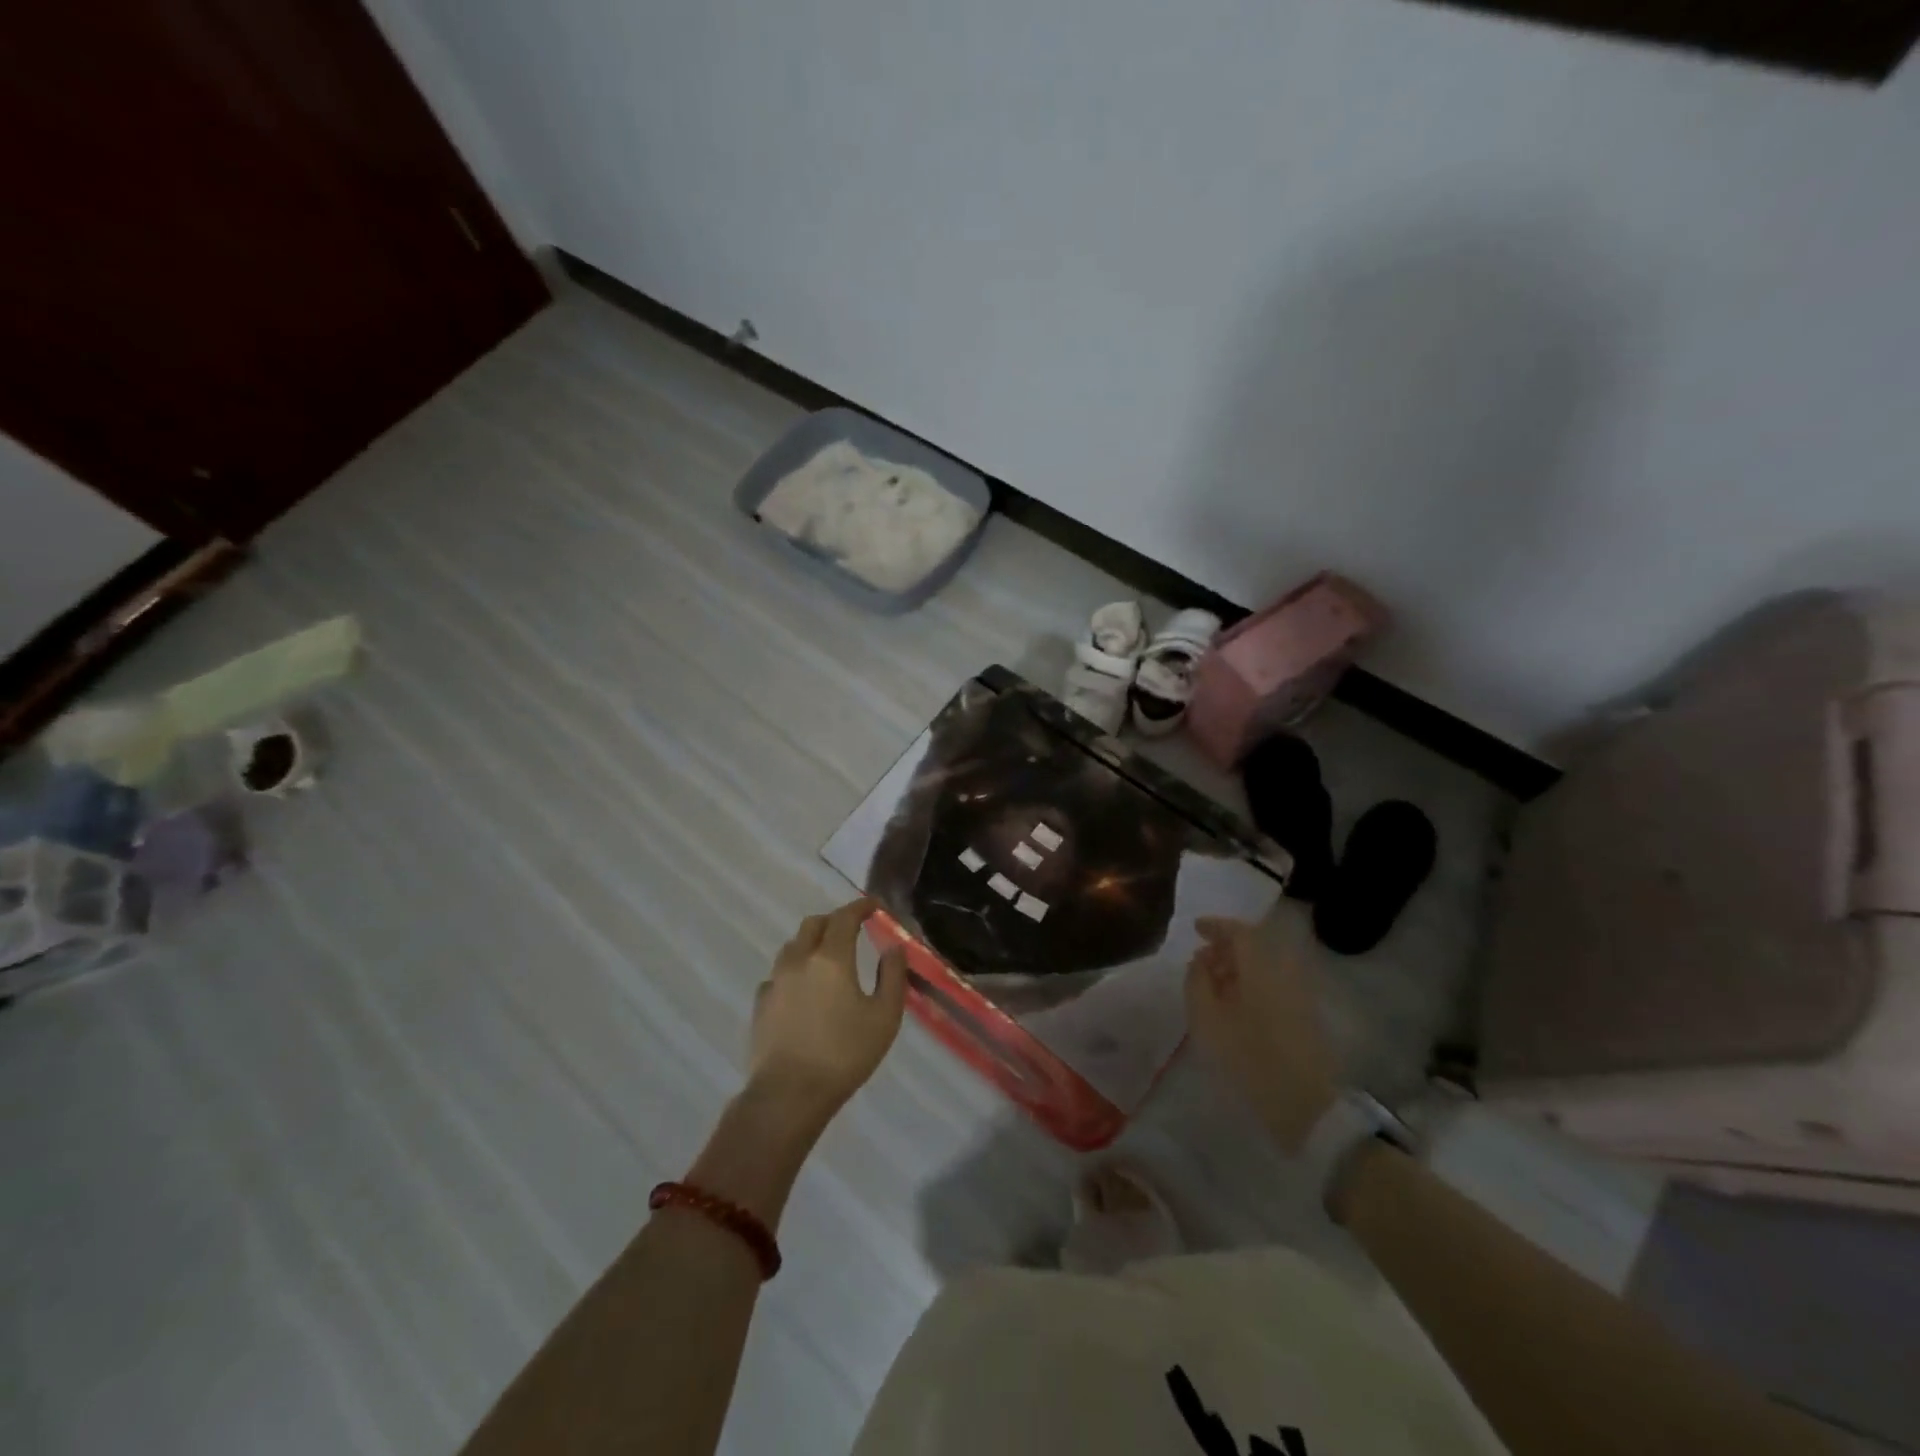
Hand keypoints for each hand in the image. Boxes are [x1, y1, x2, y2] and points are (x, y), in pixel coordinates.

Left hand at [748, 899, 907, 1127]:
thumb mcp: (884, 1017)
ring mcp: (775, 981)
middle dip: (834, 920)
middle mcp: (799, 960)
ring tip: (826, 956)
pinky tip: (801, 989)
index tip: (873, 905)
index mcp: (831, 958)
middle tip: (851, 930)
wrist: (788, 1095)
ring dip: (811, 942)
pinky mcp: (760, 1004)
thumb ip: (892, 976)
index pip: (845, 917)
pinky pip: (777, 974)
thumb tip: (894, 947)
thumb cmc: (844, 1055)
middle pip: (813, 924)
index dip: (860, 906)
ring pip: (792, 947)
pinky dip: (793, 971)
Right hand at [1185, 912, 1338, 1151]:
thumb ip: (1197, 982)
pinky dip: (1253, 985)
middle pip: (1255, 946)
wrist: (1307, 1106)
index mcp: (1262, 967)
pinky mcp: (1305, 1015)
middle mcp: (1285, 972)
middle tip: (1202, 963)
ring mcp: (1299, 994)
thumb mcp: (1208, 1020)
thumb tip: (1200, 960)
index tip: (1196, 929)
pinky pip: (1274, 984)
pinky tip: (1235, 1007)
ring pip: (1265, 967)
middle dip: (1227, 948)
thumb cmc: (1250, 1057)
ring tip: (1215, 988)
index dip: (1216, 926)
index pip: (1240, 931)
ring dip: (1239, 969)